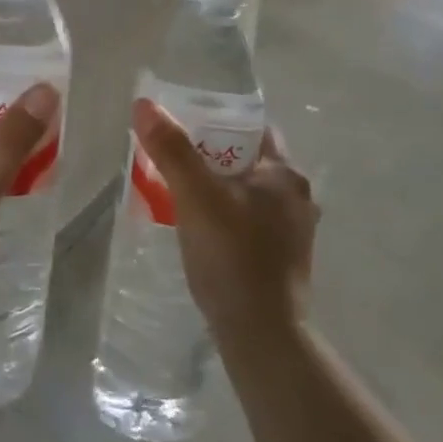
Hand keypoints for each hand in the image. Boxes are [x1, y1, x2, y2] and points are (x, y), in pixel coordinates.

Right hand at [132, 99, 317, 349]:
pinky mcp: (283, 259)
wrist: (262, 336)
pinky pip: (250, 222)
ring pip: (249, 194)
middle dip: (212, 157)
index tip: (184, 128)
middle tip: (174, 160)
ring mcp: (293, 231)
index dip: (218, 122)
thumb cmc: (233, 257)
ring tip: (180, 193)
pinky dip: (226, 216)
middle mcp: (297, 197)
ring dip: (218, 189)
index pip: (253, 130)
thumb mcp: (196, 197)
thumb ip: (172, 150)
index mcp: (285, 174)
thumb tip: (145, 105)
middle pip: (249, 161)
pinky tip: (201, 230)